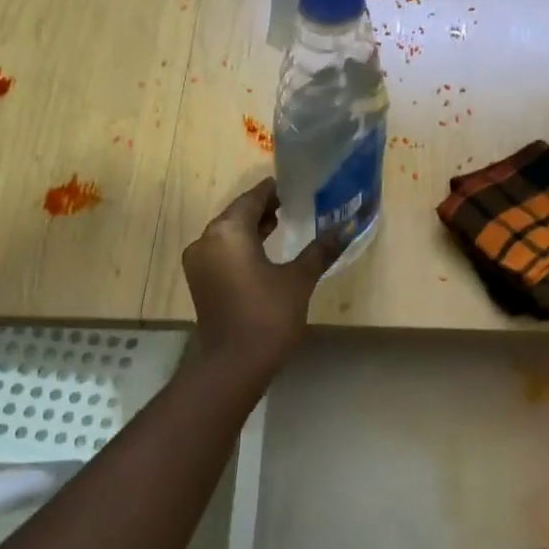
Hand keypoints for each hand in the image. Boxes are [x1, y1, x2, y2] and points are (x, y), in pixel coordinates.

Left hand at [182, 179, 341, 368]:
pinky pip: (222, 252)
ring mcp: (199, 262)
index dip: (273, 190)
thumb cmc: (268, 315)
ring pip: (228, 234)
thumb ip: (321, 250)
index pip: (252, 199)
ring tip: (283, 222)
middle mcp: (206, 240)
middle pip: (237, 214)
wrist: (235, 364)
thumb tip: (349, 227)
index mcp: (228, 231)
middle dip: (263, 208)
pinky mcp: (201, 281)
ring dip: (252, 227)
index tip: (294, 185)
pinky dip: (242, 246)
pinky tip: (265, 251)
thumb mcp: (299, 279)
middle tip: (294, 202)